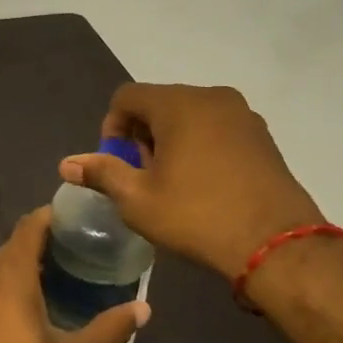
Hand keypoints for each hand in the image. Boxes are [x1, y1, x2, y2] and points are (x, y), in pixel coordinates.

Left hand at [0, 207, 148, 342]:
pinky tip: (21, 312)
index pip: (28, 227)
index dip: (51, 217)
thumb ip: (109, 328)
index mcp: (6, 278)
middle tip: (73, 253)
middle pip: (10, 248)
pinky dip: (1, 291)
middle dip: (39, 246)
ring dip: (19, 270)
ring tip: (51, 281)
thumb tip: (144, 308)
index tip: (75, 219)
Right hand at [60, 83, 324, 283]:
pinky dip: (200, 146)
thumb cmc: (197, 216)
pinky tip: (203, 184)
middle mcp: (212, 97)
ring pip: (189, 116)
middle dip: (142, 136)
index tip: (117, 164)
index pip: (127, 97)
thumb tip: (66, 163)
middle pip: (159, 103)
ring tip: (172, 183)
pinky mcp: (263, 136)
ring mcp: (243, 115)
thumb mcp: (137, 199)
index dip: (112, 127)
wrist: (277, 245)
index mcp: (178, 103)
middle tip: (143, 177)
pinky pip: (217, 129)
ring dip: (171, 141)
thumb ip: (101, 173)